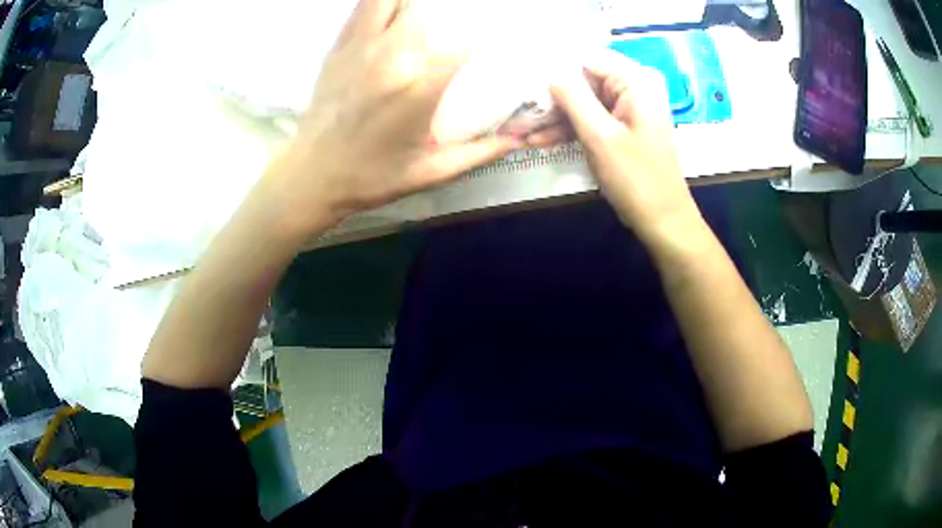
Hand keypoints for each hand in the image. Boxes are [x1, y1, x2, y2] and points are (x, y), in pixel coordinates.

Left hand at [257, 0, 520, 236]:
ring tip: (419, 17)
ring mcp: (360, 47)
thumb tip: (516, 140)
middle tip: (446, 32)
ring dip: (409, 4)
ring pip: (390, 0)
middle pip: (426, 10)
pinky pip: (362, 7)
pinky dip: (380, 4)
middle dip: (444, 16)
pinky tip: (392, 11)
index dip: (476, 44)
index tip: (477, 54)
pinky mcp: (339, 46)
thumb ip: (478, 153)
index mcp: (417, 89)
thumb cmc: (371, 177)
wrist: (312, 175)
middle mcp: (390, 58)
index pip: (463, 44)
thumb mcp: (430, 172)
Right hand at [528, 51, 699, 245]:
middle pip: (584, 81)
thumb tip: (549, 72)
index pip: (586, 60)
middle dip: (553, 98)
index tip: (525, 83)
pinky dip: (570, 130)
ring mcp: (629, 109)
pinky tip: (542, 140)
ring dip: (556, 118)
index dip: (555, 70)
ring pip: (584, 102)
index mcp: (636, 81)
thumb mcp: (600, 136)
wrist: (663, 221)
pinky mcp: (623, 128)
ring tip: (523, 131)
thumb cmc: (636, 178)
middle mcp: (634, 88)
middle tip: (519, 111)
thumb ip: (573, 98)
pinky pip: (592, 120)